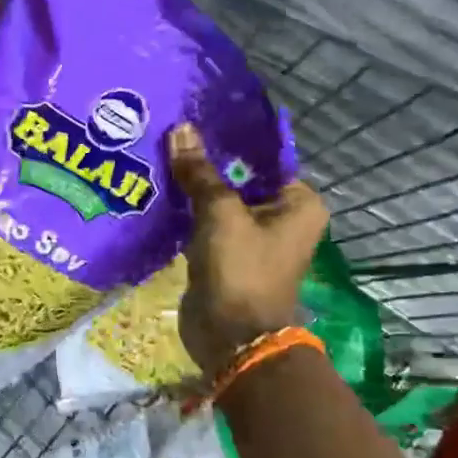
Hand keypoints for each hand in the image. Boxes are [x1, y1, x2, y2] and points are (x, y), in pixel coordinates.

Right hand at [169, 122, 327, 376]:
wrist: (230, 336)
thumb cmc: (240, 269)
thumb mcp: (220, 214)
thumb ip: (199, 172)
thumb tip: (181, 129)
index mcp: (298, 202)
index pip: (263, 158)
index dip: (229, 141)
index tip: (195, 121)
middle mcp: (282, 217)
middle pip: (239, 179)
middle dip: (206, 164)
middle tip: (169, 137)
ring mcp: (252, 239)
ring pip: (219, 202)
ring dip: (193, 189)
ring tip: (159, 159)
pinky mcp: (226, 255)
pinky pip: (206, 224)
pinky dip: (187, 213)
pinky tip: (160, 194)